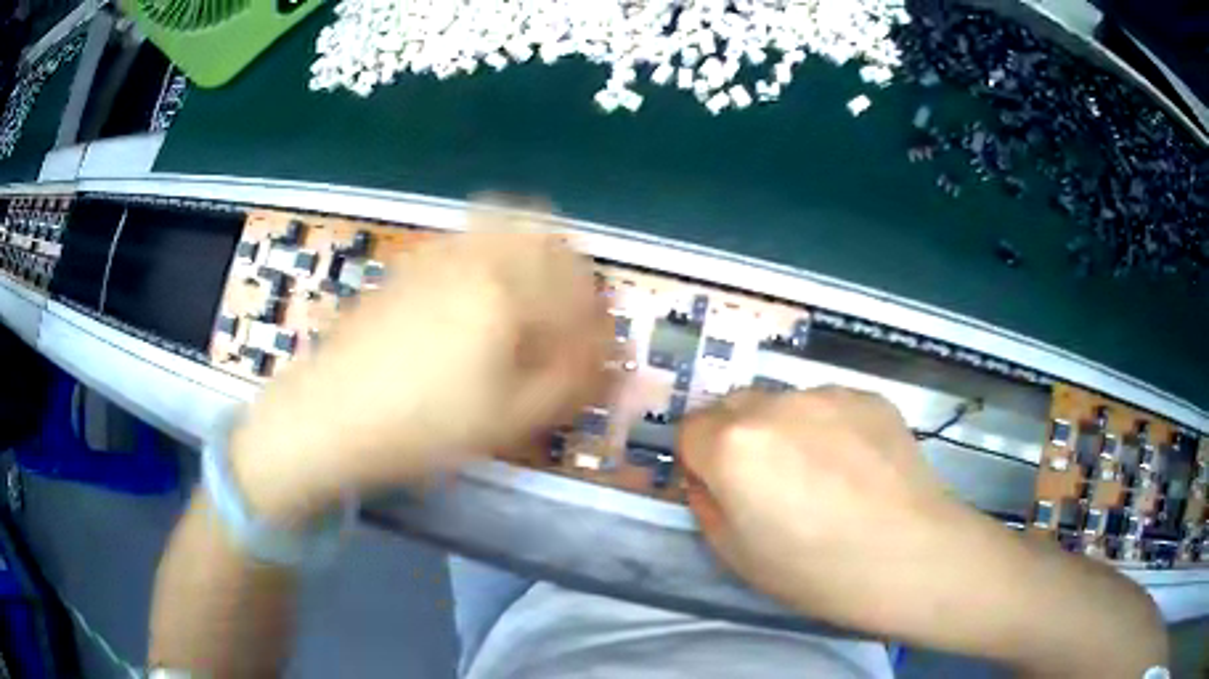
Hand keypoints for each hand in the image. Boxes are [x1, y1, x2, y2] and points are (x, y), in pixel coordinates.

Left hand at [232, 220, 614, 522]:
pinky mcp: (411, 262)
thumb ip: (573, 383)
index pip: (579, 292)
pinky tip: (478, 296)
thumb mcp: (510, 418)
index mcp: (508, 289)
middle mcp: (477, 254)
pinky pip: (467, 236)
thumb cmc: (424, 424)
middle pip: (547, 236)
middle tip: (568, 319)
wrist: (331, 414)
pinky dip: (491, 252)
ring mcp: (439, 251)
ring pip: (505, 223)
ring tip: (529, 301)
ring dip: (531, 253)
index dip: (596, 325)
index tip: (596, 357)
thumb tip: (618, 366)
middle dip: (570, 274)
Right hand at [678, 387, 978, 628]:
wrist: (912, 556)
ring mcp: (828, 393)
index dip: (699, 461)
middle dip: (735, 437)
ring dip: (785, 430)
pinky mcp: (869, 396)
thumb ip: (708, 505)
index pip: (689, 430)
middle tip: (768, 482)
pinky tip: (858, 467)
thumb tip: (708, 479)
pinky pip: (830, 405)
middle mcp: (775, 404)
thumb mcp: (738, 556)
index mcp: (732, 446)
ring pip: (784, 403)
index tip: (721, 488)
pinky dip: (830, 428)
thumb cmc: (817, 571)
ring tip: (822, 474)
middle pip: (732, 406)